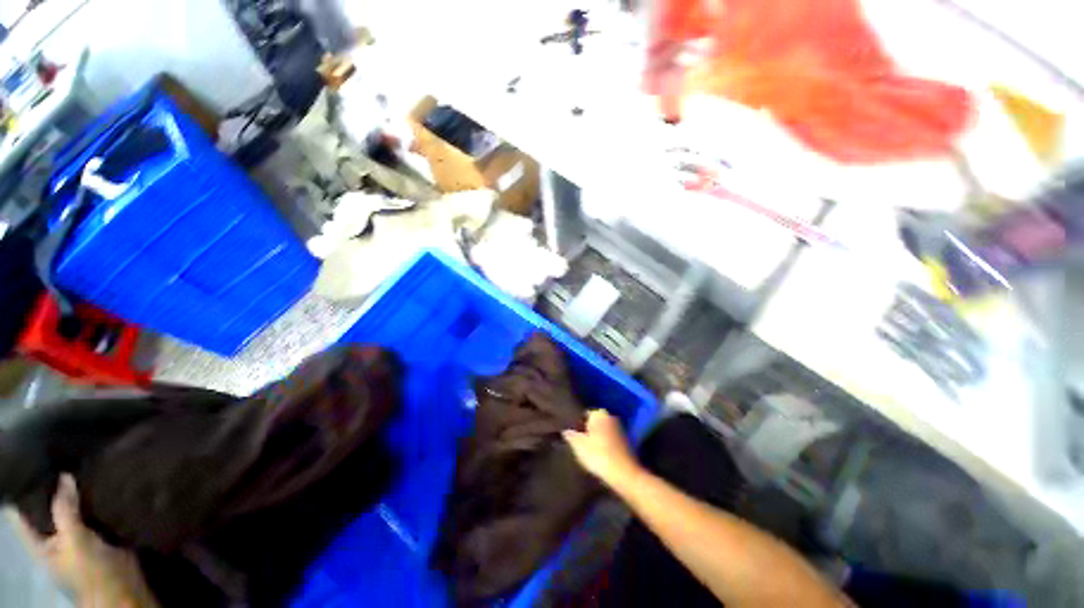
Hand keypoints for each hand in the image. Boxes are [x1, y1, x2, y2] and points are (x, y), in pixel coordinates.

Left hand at [14, 475, 157, 607]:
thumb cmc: (89, 570)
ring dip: (78, 495)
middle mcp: (55, 538)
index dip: (23, 493)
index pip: (22, 515)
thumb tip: (64, 475)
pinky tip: (104, 487)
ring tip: (83, 468)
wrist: (123, 588)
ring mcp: (79, 538)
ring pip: (74, 511)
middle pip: (49, 510)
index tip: (31, 466)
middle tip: (62, 460)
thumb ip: (66, 510)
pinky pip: (94, 514)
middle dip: (55, 490)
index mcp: (40, 543)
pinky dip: (97, 502)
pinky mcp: (100, 535)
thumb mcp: (74, 540)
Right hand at [562, 409, 642, 489]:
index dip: (576, 424)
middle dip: (586, 430)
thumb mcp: (578, 445)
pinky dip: (604, 447)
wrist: (625, 475)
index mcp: (599, 413)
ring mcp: (620, 430)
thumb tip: (565, 430)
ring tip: (586, 452)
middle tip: (576, 443)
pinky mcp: (626, 443)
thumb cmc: (599, 455)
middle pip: (594, 423)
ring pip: (602, 432)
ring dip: (596, 439)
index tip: (570, 434)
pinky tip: (599, 457)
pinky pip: (610, 441)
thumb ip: (570, 435)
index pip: (583, 414)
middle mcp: (611, 417)